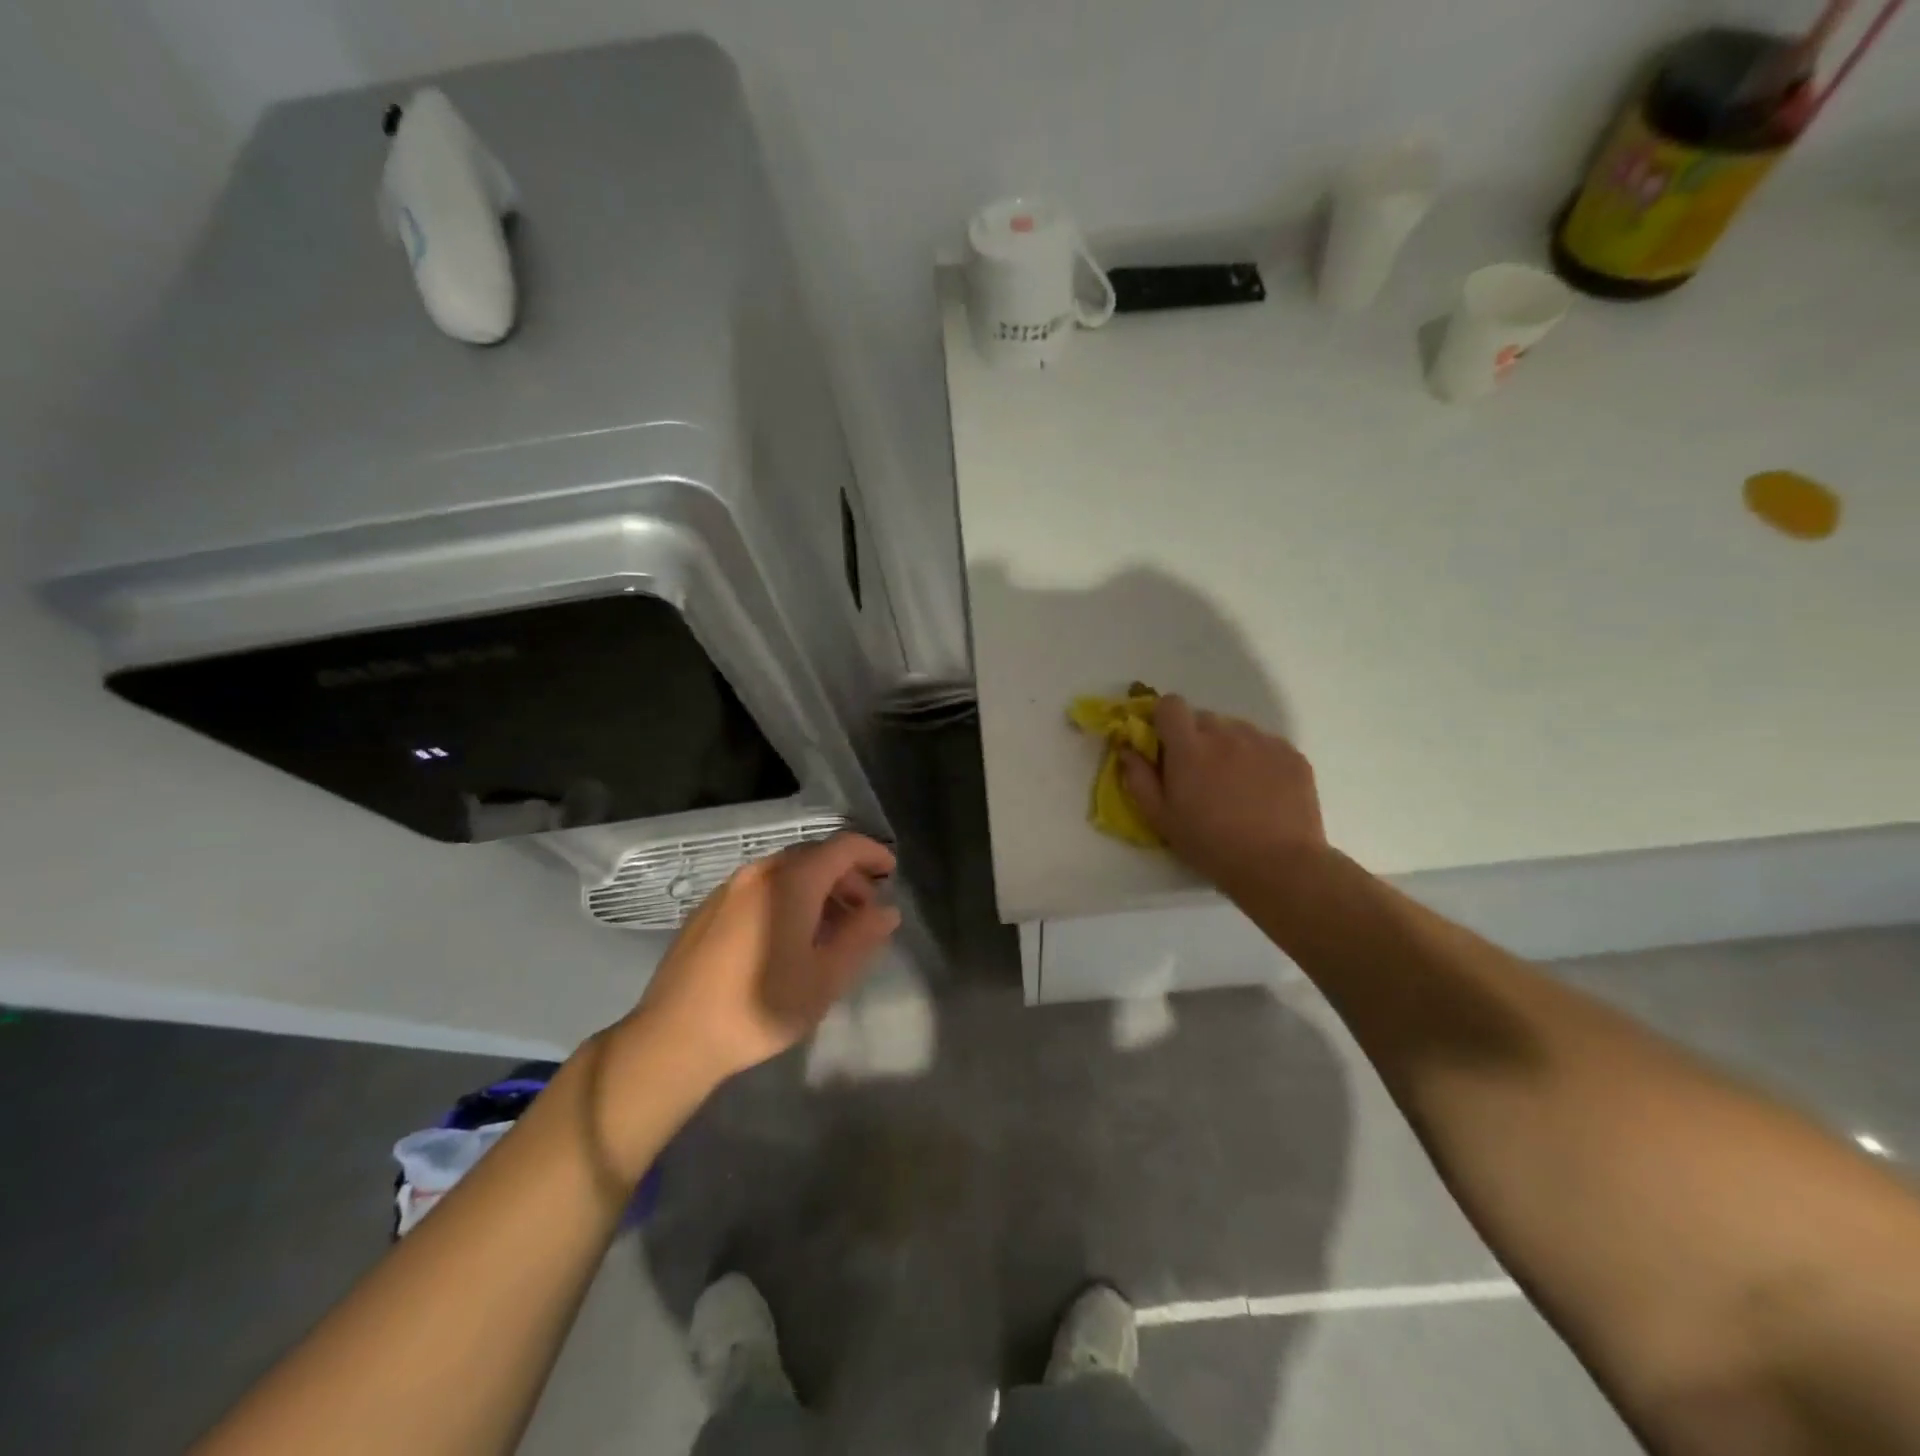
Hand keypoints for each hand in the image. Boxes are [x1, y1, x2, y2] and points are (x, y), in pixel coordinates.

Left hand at [619, 833, 900, 1089]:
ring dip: (817, 889)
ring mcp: (729, 888)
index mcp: (791, 881)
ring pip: (786, 872)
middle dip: (846, 876)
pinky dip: (787, 898)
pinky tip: (789, 937)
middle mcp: (759, 872)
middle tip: (865, 911)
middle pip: (814, 856)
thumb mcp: (825, 978)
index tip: (891, 874)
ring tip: (831, 928)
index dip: (872, 854)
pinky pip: (761, 888)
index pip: (842, 847)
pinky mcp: (708, 909)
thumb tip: (886, 911)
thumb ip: (861, 937)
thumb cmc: (761, 1006)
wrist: (675, 1037)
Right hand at [1119, 695, 1326, 888]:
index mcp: (1189, 747)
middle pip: (1204, 718)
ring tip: (1235, 785)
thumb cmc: (1210, 845)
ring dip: (1228, 747)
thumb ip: (1138, 779)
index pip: (1171, 704)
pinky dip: (1258, 759)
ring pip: (1236, 730)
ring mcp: (1263, 741)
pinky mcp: (1292, 755)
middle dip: (1196, 738)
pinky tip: (1262, 792)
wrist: (1279, 865)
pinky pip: (1266, 745)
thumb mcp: (1161, 819)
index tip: (1165, 744)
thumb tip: (1127, 749)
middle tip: (1200, 774)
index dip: (1165, 719)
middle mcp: (1226, 734)